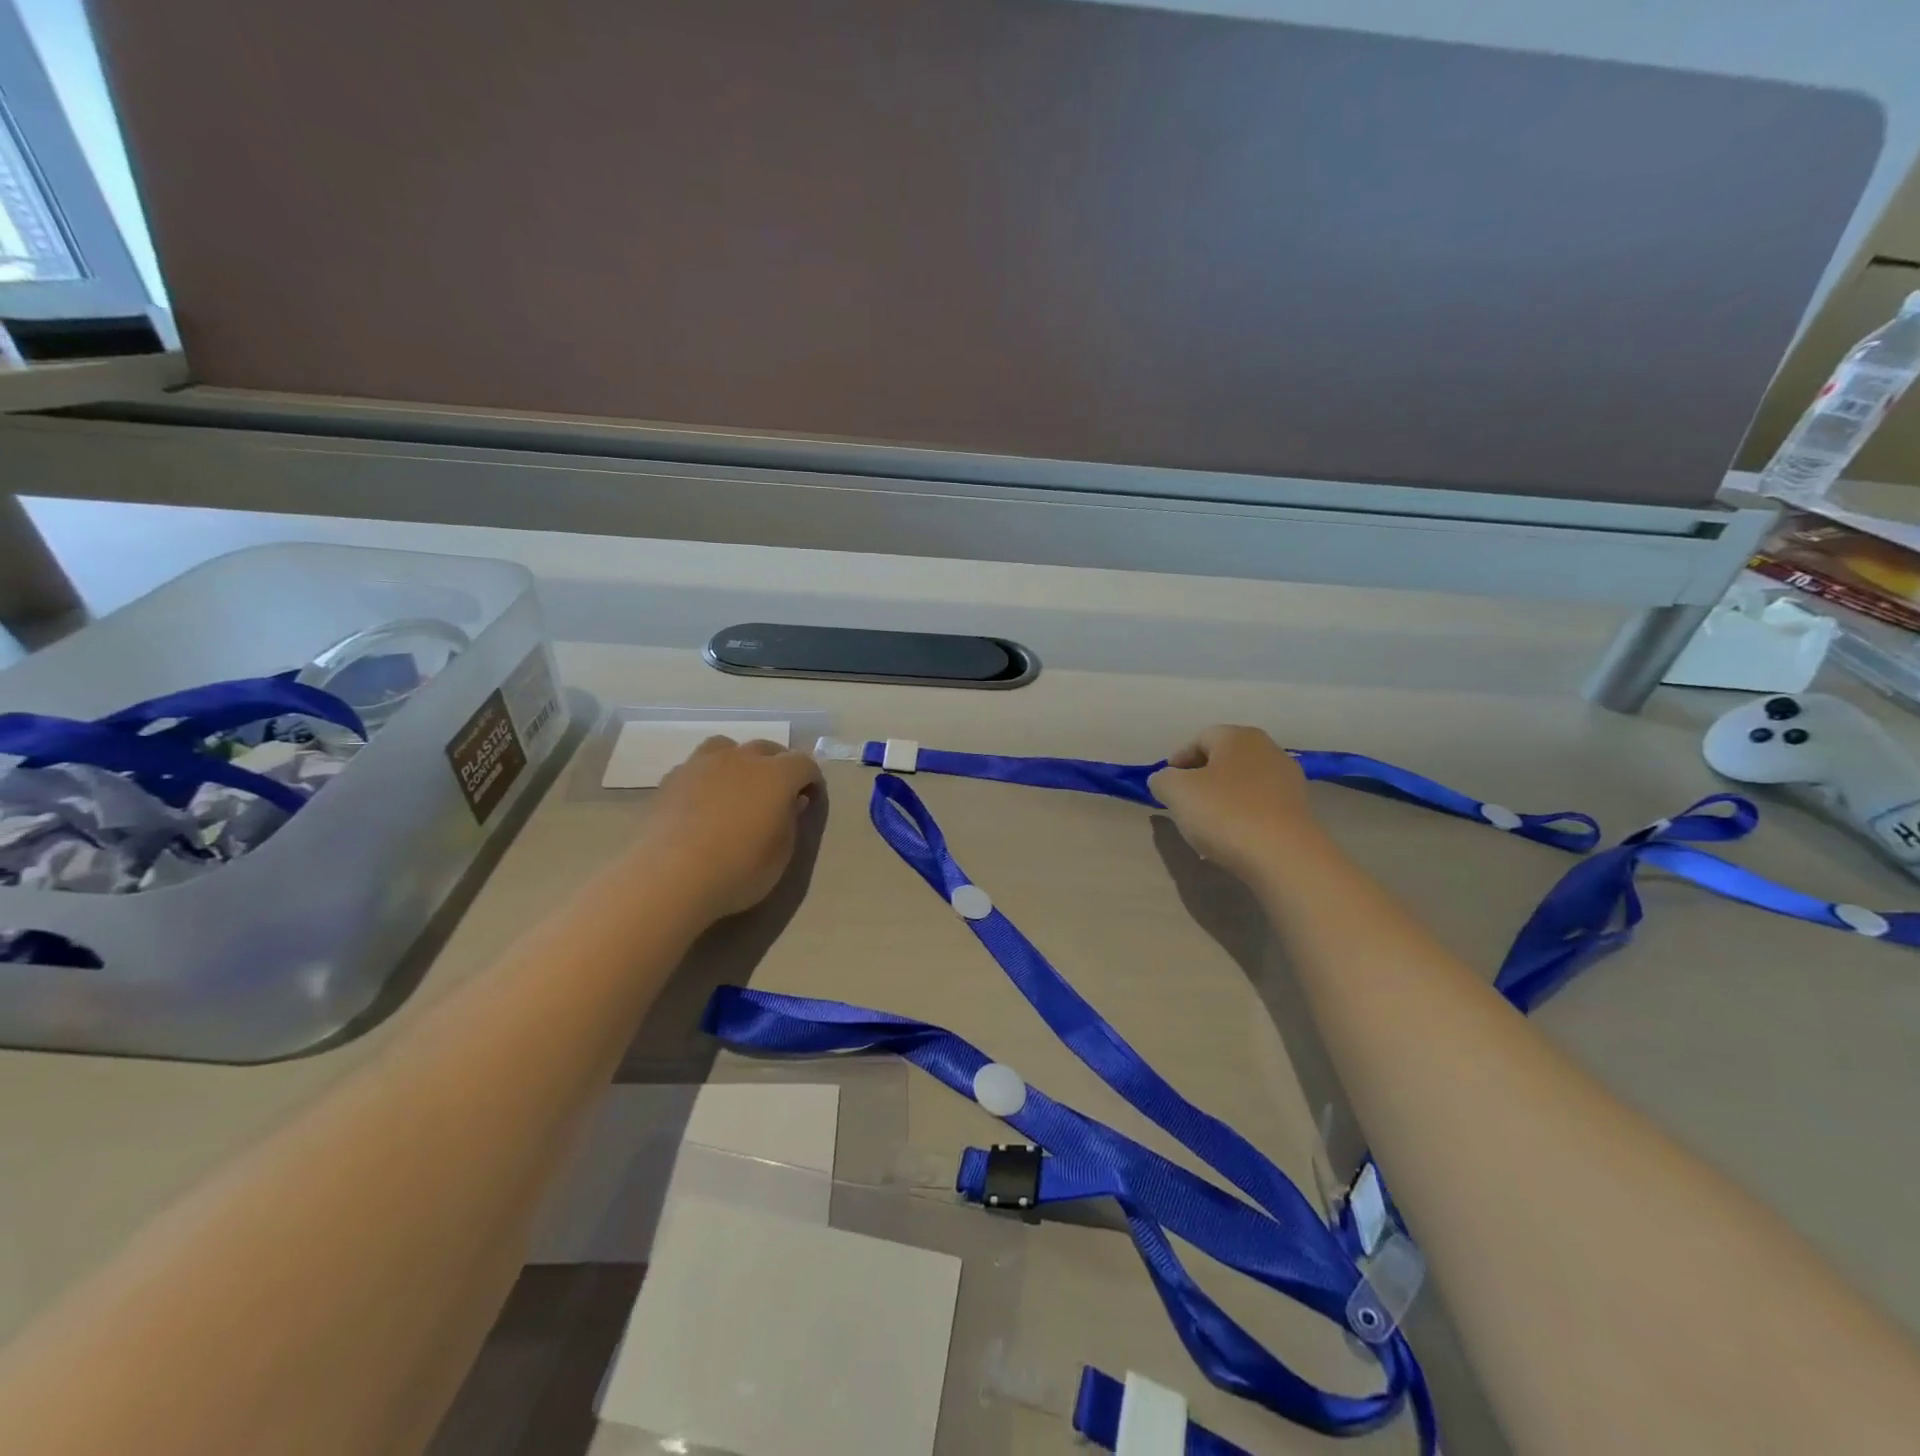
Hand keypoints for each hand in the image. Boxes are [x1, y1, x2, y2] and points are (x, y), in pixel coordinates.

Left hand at [645, 737, 823, 919]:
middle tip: (775, 794)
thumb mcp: (780, 855)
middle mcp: (741, 759)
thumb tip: (791, 802)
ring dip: (738, 761)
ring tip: (735, 787)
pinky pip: (697, 767)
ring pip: (726, 747)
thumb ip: (789, 822)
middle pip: (766, 748)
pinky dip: (707, 777)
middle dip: (777, 765)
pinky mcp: (671, 779)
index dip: (811, 779)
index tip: (809, 799)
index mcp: (776, 775)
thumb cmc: (737, 870)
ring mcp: (701, 765)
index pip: (804, 763)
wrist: (668, 878)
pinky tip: (702, 803)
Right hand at [1149, 725, 1320, 880]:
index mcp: (1238, 737)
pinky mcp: (1299, 810)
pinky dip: (1242, 816)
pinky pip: (1259, 806)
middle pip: (1223, 760)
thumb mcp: (1176, 791)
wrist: (1283, 856)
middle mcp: (1268, 750)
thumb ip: (1162, 779)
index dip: (1177, 760)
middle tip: (1183, 802)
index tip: (1165, 785)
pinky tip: (1232, 837)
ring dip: (1221, 799)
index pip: (1199, 739)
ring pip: (1242, 784)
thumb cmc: (1224, 812)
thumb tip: (1164, 780)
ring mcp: (1288, 780)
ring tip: (1206, 825)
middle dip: (1200, 779)